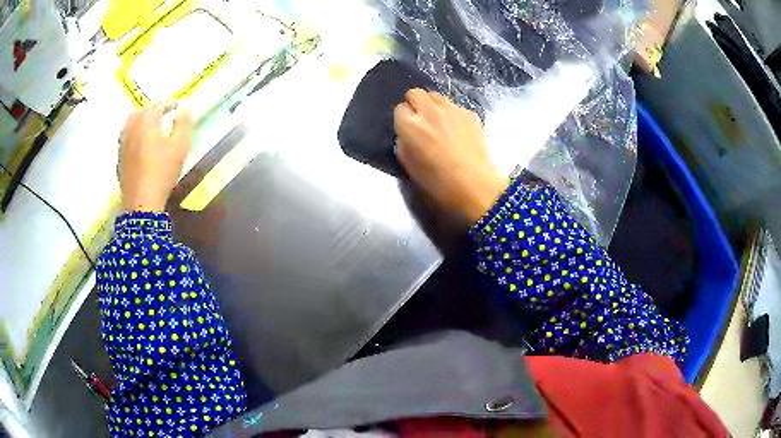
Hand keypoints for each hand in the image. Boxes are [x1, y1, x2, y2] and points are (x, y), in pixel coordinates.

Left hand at [119, 104, 192, 212]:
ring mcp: (123, 141)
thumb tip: (185, 108)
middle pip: (143, 110)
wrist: (141, 202)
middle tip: (165, 112)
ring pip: (131, 122)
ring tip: (151, 124)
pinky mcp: (120, 156)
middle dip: (155, 108)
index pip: (161, 104)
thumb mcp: (180, 146)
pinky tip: (140, 141)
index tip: (180, 105)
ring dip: (142, 118)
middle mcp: (132, 126)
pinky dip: (134, 132)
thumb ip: (184, 123)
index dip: (172, 103)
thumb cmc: (162, 171)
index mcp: (147, 120)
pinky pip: (126, 136)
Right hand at [394, 89, 508, 223]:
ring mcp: (452, 109)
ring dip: (433, 105)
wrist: (475, 185)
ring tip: (439, 122)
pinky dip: (453, 114)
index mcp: (410, 125)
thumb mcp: (409, 167)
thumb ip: (403, 145)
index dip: (402, 120)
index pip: (399, 109)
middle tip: (420, 120)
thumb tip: (406, 136)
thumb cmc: (439, 183)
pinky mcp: (470, 113)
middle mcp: (429, 111)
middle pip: (415, 93)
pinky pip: (455, 106)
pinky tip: (458, 130)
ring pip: (436, 96)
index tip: (407, 130)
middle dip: (415, 104)